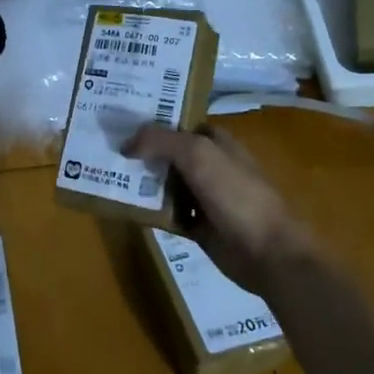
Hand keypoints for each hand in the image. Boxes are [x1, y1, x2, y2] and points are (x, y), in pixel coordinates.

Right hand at [122, 123, 313, 295]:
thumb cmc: (236, 194)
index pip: (181, 123)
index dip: (154, 121)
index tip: (122, 121)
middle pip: (169, 153)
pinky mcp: (198, 226)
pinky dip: (150, 211)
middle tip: (106, 148)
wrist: (267, 252)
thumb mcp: (197, 154)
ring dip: (142, 182)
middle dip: (142, 151)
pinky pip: (167, 213)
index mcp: (217, 142)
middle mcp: (210, 166)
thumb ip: (161, 141)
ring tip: (108, 175)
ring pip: (166, 184)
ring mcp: (205, 197)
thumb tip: (125, 144)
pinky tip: (127, 207)